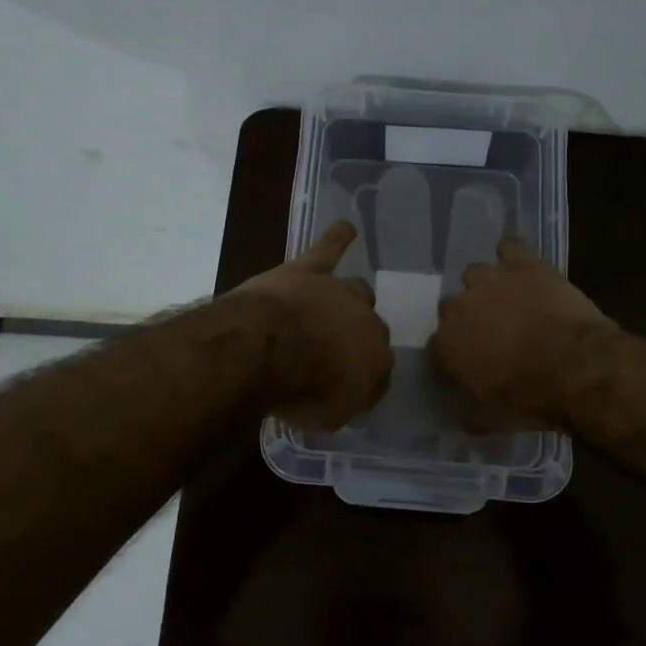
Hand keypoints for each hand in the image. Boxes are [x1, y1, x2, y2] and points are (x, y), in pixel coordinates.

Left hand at [236, 221, 391, 429]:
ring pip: (356, 289)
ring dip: (350, 298)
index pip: (378, 368)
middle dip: (357, 336)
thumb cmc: (300, 390)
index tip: (346, 387)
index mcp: (378, 360)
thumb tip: (346, 394)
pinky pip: (329, 249)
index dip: (363, 377)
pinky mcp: (309, 270)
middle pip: (370, 326)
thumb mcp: (327, 417)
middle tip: (336, 349)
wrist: (267, 349)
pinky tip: (346, 228)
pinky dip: (337, 238)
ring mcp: (338, 292)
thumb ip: (342, 403)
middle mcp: (367, 320)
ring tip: (346, 301)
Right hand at [431, 236, 615, 430]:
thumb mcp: (498, 420)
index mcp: (447, 345)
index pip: (438, 346)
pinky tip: (520, 263)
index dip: (454, 354)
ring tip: (507, 299)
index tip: (470, 364)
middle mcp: (460, 308)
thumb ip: (475, 417)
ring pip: (475, 273)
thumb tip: (465, 420)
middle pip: (452, 306)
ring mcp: (492, 281)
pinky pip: (510, 246)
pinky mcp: (524, 265)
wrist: (577, 367)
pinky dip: (513, 253)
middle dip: (468, 317)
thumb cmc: (533, 398)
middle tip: (491, 333)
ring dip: (486, 285)